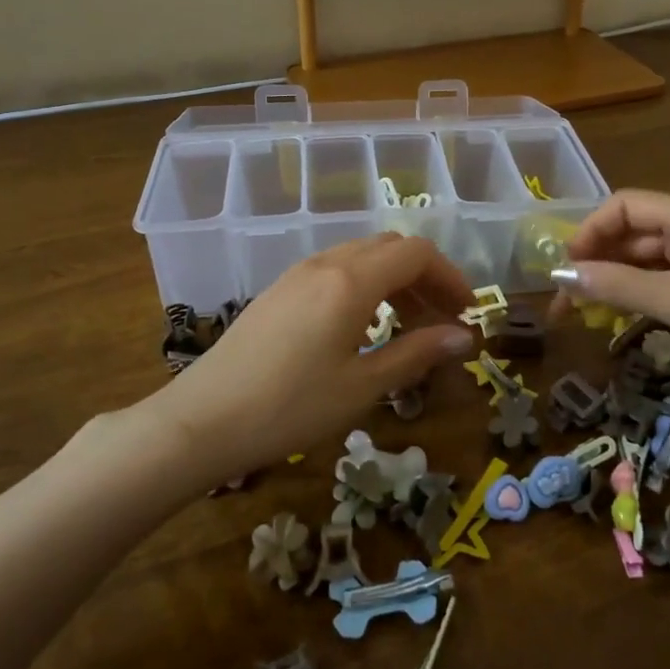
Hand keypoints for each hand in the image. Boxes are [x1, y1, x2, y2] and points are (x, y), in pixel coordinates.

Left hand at [147, 233, 474, 487]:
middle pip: (391, 248)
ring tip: (408, 327)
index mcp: (351, 280)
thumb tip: (464, 338)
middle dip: (425, 277)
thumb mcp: (361, 386)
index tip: (467, 312)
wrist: (202, 420)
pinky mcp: (280, 289)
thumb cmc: (289, 407)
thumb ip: (416, 354)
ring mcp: (299, 273)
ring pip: (363, 256)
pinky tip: (363, 327)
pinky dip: (366, 286)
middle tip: (442, 321)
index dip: (450, 276)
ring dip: (395, 281)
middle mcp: (327, 263)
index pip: (416, 253)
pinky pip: (337, 270)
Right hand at [554, 189, 669, 417]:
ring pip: (647, 259)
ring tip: (584, 308)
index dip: (591, 229)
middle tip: (567, 294)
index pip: (626, 205)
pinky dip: (638, 293)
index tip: (566, 265)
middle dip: (598, 258)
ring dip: (616, 278)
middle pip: (635, 231)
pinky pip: (664, 280)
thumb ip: (616, 285)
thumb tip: (562, 277)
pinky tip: (618, 314)